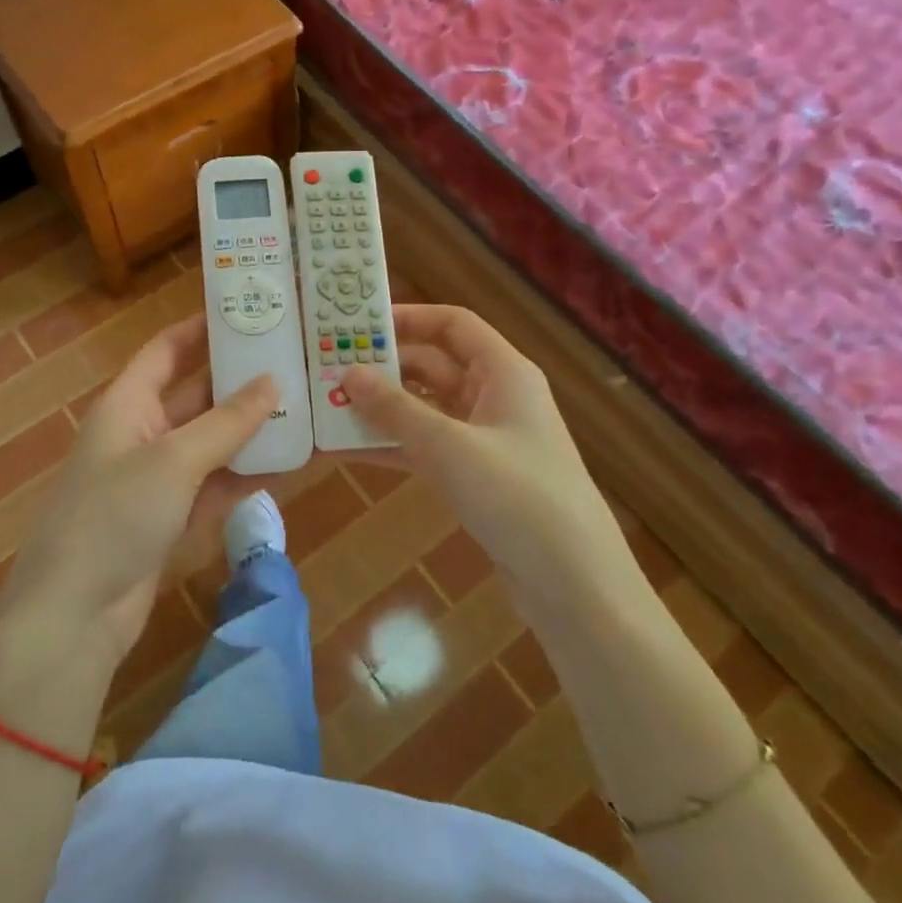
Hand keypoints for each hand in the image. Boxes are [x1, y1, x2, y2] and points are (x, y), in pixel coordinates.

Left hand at [0, 317, 278, 658]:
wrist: (75, 615)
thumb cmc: (114, 516)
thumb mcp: (174, 460)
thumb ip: (227, 422)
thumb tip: (273, 380)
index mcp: (128, 404)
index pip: (166, 351)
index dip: (200, 329)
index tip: (247, 312)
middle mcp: (143, 433)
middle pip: (197, 394)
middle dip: (240, 380)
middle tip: (294, 360)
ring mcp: (159, 478)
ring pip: (213, 441)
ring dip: (253, 428)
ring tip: (306, 406)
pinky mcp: (174, 517)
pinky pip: (218, 483)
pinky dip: (249, 473)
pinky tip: (293, 461)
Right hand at [338, 305, 639, 614]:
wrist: (574, 584)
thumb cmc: (517, 497)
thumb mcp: (449, 447)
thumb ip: (396, 409)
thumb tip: (349, 373)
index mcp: (503, 372)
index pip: (453, 324)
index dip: (408, 318)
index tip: (357, 324)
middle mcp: (495, 396)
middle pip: (433, 365)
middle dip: (384, 368)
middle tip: (328, 370)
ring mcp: (486, 439)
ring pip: (425, 409)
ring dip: (382, 410)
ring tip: (328, 408)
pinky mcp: (477, 477)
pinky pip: (427, 447)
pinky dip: (394, 445)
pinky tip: (349, 451)